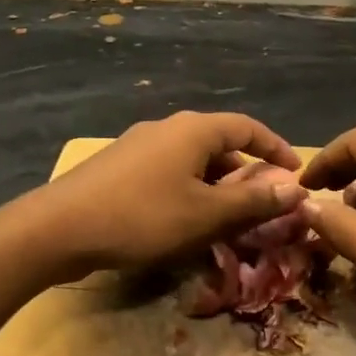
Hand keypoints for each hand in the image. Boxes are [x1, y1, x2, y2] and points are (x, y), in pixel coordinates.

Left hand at [29, 112, 304, 277]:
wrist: (59, 227)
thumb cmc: (142, 217)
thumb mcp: (206, 215)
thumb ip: (253, 202)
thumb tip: (295, 189)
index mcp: (193, 130)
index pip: (247, 128)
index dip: (275, 148)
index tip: (295, 171)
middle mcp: (167, 128)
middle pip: (219, 143)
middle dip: (246, 172)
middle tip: (263, 203)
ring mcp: (139, 145)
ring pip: (192, 160)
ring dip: (216, 184)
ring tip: (228, 217)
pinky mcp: (119, 166)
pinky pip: (168, 171)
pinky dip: (189, 189)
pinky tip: (185, 219)